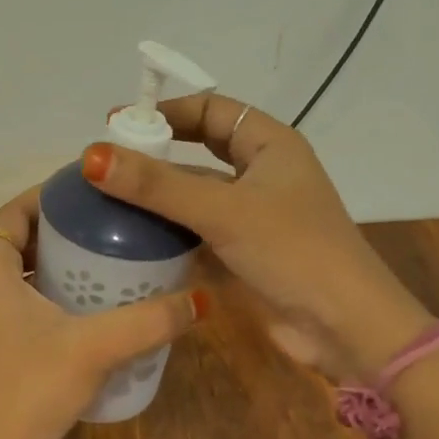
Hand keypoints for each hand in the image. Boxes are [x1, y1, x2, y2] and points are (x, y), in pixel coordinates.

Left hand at [0, 186, 205, 438]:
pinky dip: (38, 293)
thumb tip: (201, 300)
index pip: (13, 211)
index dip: (47, 195)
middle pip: (14, 239)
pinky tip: (75, 313)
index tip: (88, 192)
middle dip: (55, 229)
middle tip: (102, 227)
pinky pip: (9, 301)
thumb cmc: (29, 388)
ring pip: (11, 273)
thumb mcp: (94, 348)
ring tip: (96, 263)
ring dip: (47, 263)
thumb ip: (148, 321)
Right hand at [81, 95, 431, 378]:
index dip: (166, 112)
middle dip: (157, 151)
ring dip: (159, 193)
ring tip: (108, 195)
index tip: (119, 124)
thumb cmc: (293, 252)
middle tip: (108, 160)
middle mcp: (262, 172)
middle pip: (200, 149)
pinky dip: (169, 228)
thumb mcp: (222, 212)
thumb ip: (156, 185)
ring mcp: (254, 214)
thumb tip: (91, 155)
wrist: (347, 329)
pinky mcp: (245, 250)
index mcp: (270, 145)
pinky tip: (132, 235)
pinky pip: (198, 227)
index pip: (211, 109)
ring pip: (197, 191)